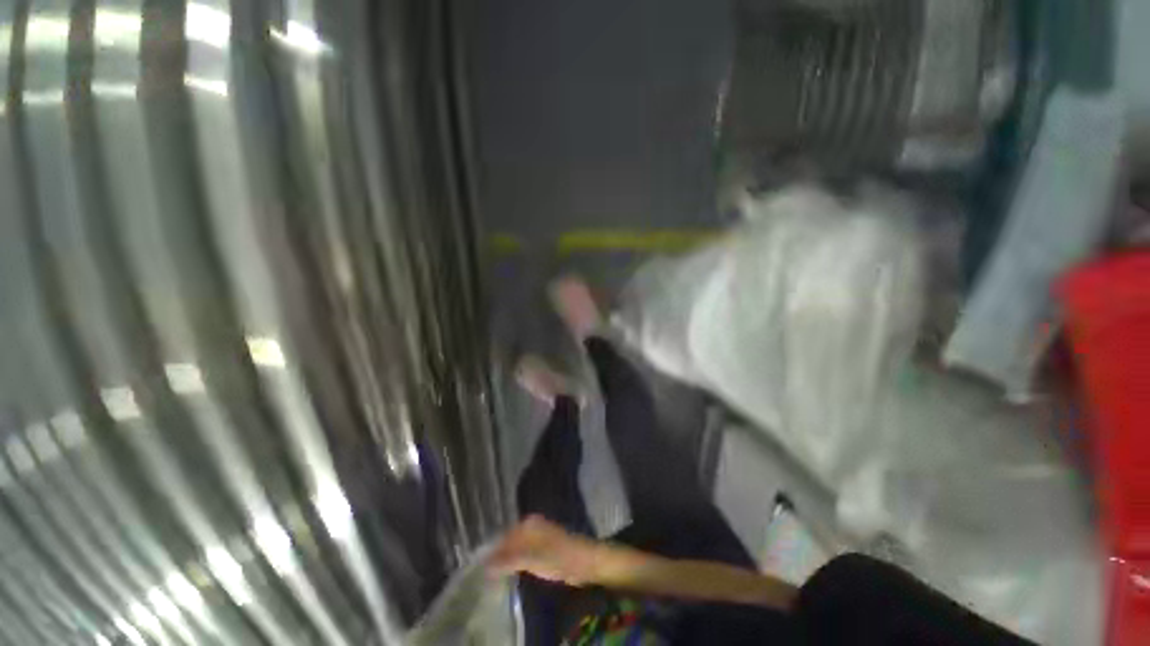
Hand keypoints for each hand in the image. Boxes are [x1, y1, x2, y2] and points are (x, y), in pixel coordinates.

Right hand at [489, 516, 601, 585]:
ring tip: (494, 573)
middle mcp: (532, 525)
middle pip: (509, 540)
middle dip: (499, 554)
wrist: (584, 561)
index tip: (480, 565)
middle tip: (485, 571)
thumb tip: (485, 564)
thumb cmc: (558, 556)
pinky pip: (524, 552)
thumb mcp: (531, 559)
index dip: (492, 550)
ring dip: (507, 558)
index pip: (504, 535)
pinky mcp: (543, 547)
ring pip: (516, 546)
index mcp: (528, 522)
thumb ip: (508, 561)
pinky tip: (511, 571)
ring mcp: (538, 535)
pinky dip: (516, 561)